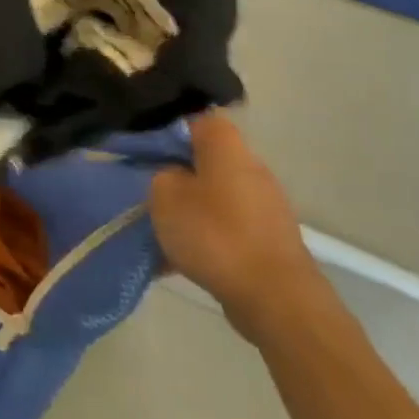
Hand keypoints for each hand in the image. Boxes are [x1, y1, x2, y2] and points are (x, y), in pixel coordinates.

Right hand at [149, 114, 330, 345]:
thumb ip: (161, 176)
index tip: (145, 155)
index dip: (167, 134)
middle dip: (177, 177)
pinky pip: (227, 229)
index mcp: (227, 146)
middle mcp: (251, 167)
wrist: (274, 296)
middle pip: (205, 161)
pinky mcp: (269, 239)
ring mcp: (264, 205)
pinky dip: (206, 240)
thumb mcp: (164, 196)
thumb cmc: (215, 234)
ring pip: (214, 198)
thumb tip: (172, 177)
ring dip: (190, 212)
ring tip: (161, 235)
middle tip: (149, 196)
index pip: (195, 121)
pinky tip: (180, 263)